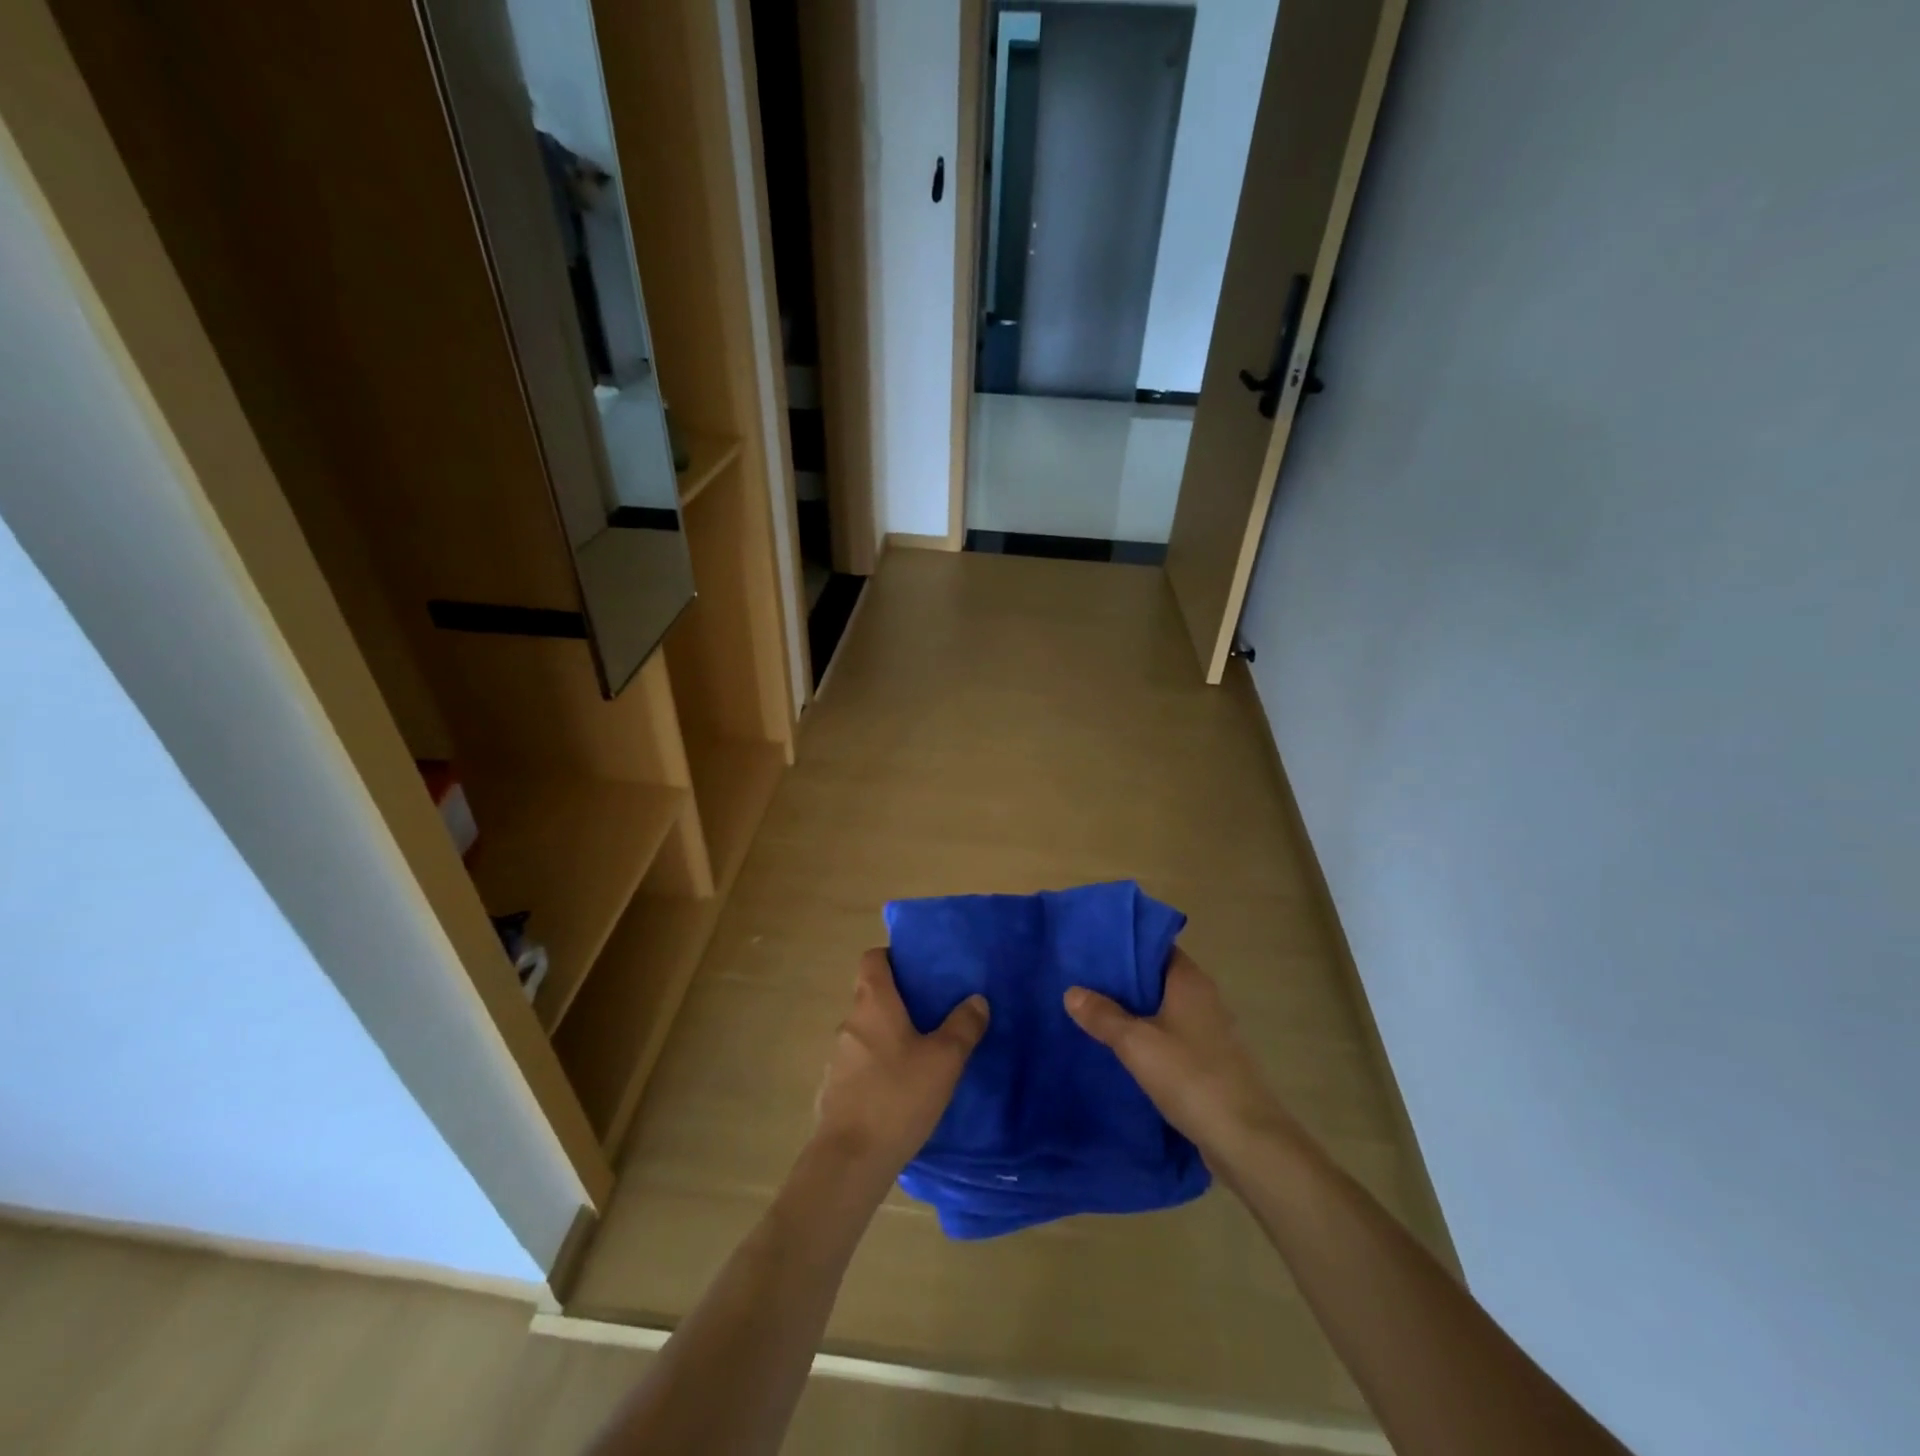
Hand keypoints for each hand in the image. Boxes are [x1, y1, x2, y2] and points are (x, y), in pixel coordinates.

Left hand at [814, 949, 989, 1179]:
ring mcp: (837, 1057)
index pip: (872, 959)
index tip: (917, 968)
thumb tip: (976, 1000)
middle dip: (898, 1001)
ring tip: (920, 1055)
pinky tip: (899, 1091)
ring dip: (888, 1037)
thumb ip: (963, 1026)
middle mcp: (850, 1022)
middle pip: (871, 996)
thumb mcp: (944, 1060)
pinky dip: (877, 1067)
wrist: (849, 1161)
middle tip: (932, 1014)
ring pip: (866, 1033)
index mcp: (873, 1004)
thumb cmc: (898, 1096)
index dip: (892, 956)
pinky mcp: (833, 1090)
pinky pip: (859, 1065)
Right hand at [1064, 948, 1286, 1160]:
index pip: (1155, 947)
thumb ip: (1103, 1015)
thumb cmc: (1190, 1076)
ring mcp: (1210, 1032)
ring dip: (1134, 1012)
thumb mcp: (1136, 1043)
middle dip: (1123, 980)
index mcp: (1190, 981)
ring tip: (1093, 1013)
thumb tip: (1072, 991)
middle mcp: (1204, 998)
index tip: (1092, 949)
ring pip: (1164, 1010)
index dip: (1125, 945)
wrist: (1246, 1140)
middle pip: (1157, 978)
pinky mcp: (1210, 1062)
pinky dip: (1148, 1038)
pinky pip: (1171, 1037)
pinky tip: (1121, 1050)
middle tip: (1081, 981)